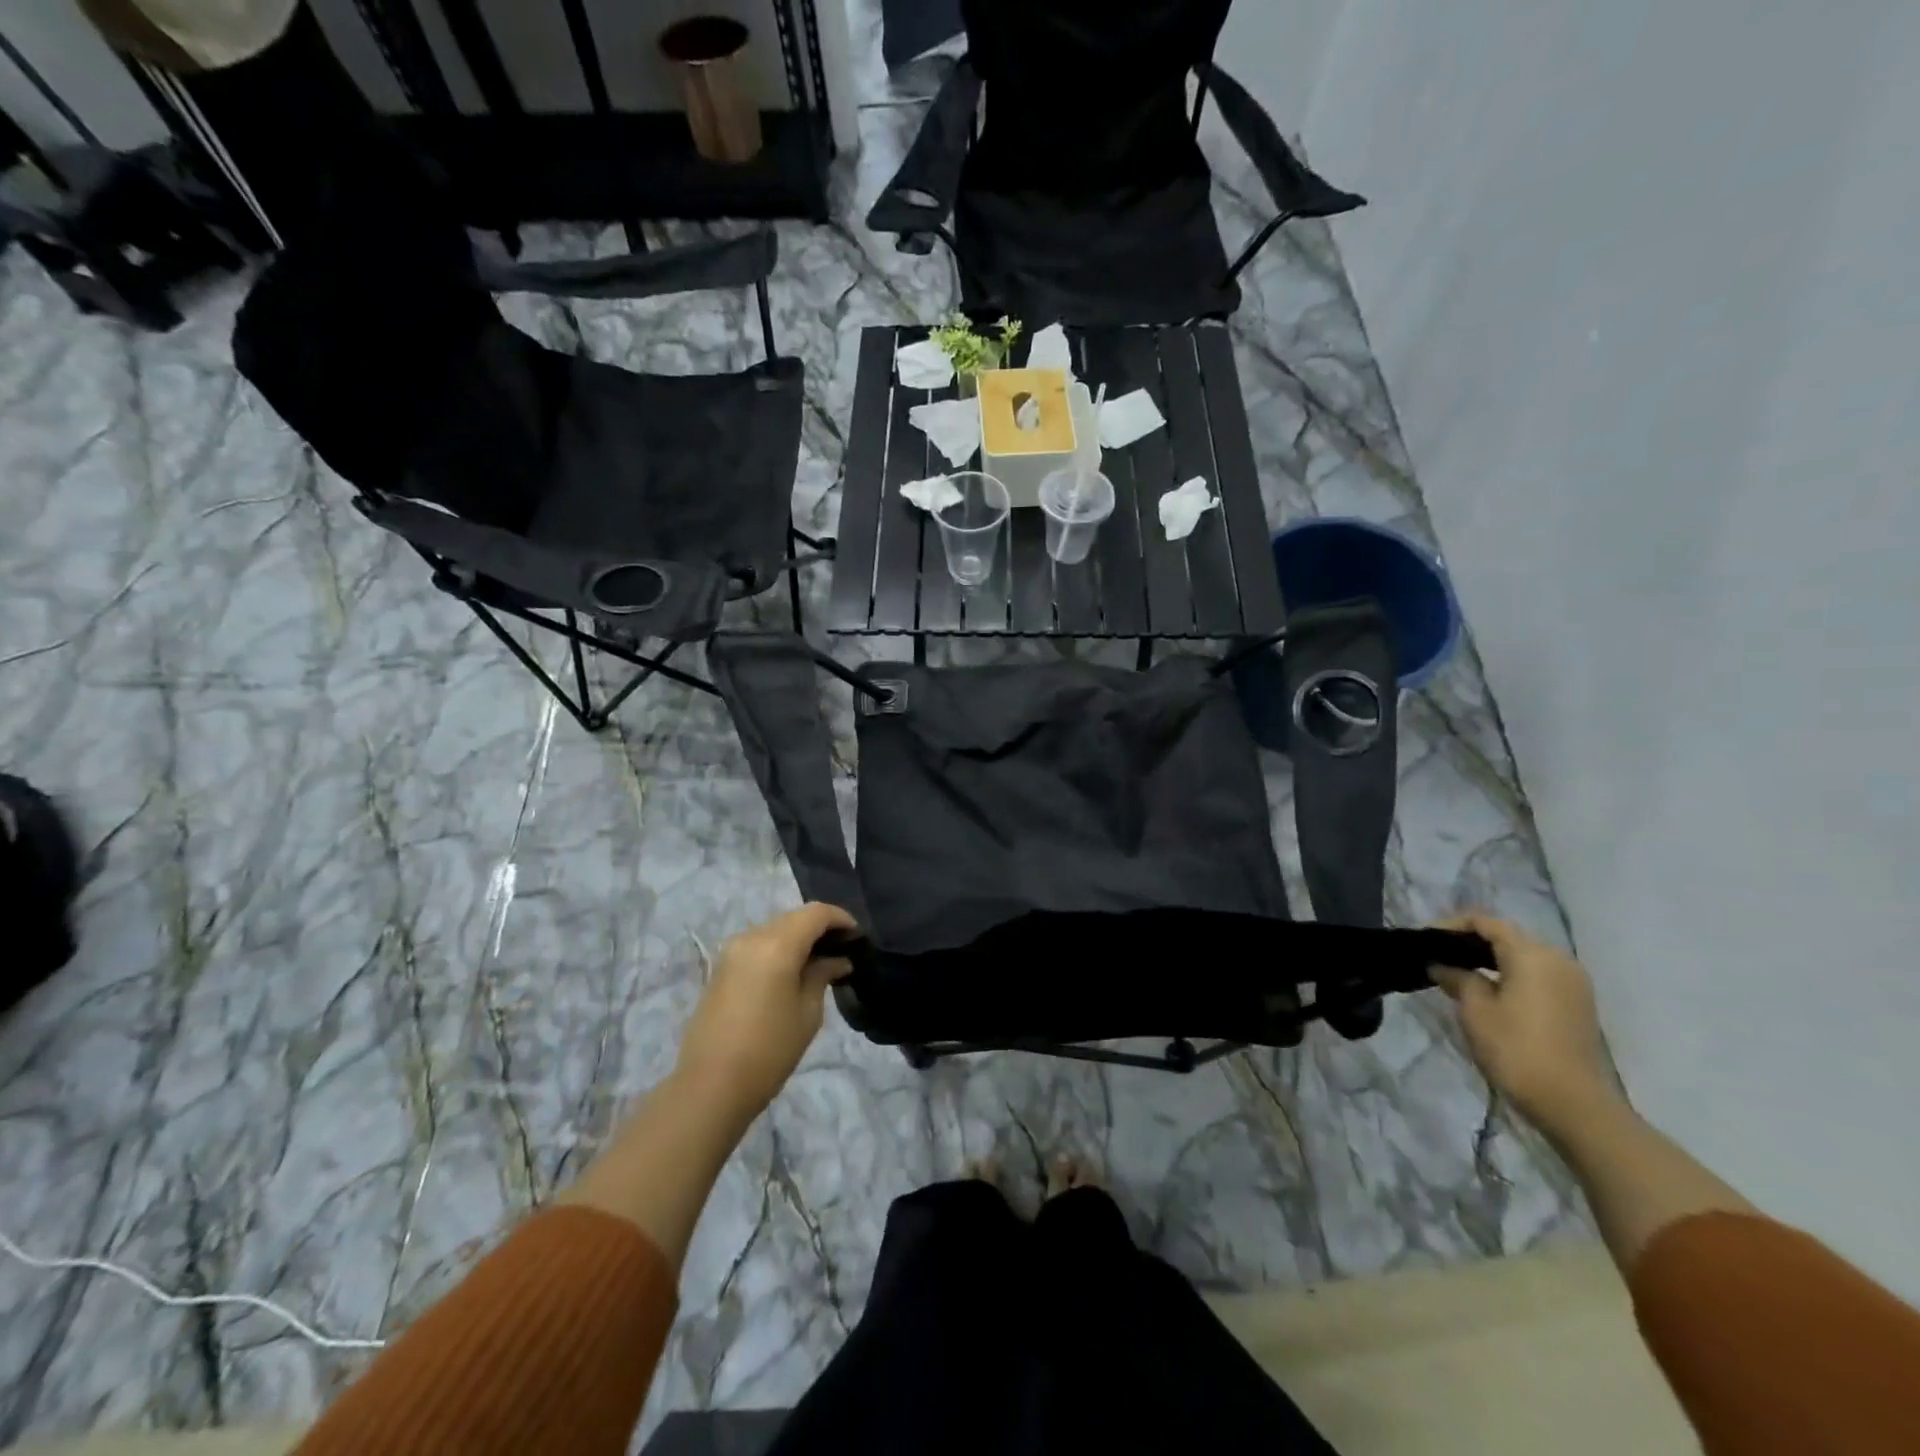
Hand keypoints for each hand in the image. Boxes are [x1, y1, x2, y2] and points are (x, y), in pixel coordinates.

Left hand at [674, 903, 858, 1126]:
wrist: (710, 1086)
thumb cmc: (769, 1050)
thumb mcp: (808, 1012)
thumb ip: (823, 975)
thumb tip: (837, 960)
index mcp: (777, 944)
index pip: (816, 913)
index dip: (841, 919)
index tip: (858, 938)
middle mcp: (752, 937)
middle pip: (794, 918)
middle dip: (820, 928)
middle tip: (842, 952)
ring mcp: (732, 951)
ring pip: (774, 930)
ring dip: (798, 939)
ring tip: (819, 964)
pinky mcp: (721, 968)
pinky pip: (758, 945)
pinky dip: (779, 950)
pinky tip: (792, 973)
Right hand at [1430, 912, 1620, 1134]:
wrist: (1573, 1104)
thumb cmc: (1516, 1048)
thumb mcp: (1475, 1009)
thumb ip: (1457, 977)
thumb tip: (1442, 964)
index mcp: (1532, 955)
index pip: (1487, 923)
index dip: (1452, 925)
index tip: (1426, 938)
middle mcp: (1558, 960)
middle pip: (1508, 937)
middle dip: (1472, 942)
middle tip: (1439, 955)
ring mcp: (1573, 983)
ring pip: (1524, 957)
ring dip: (1492, 960)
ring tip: (1459, 973)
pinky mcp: (1578, 1004)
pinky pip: (1538, 976)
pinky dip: (1512, 976)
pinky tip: (1490, 992)